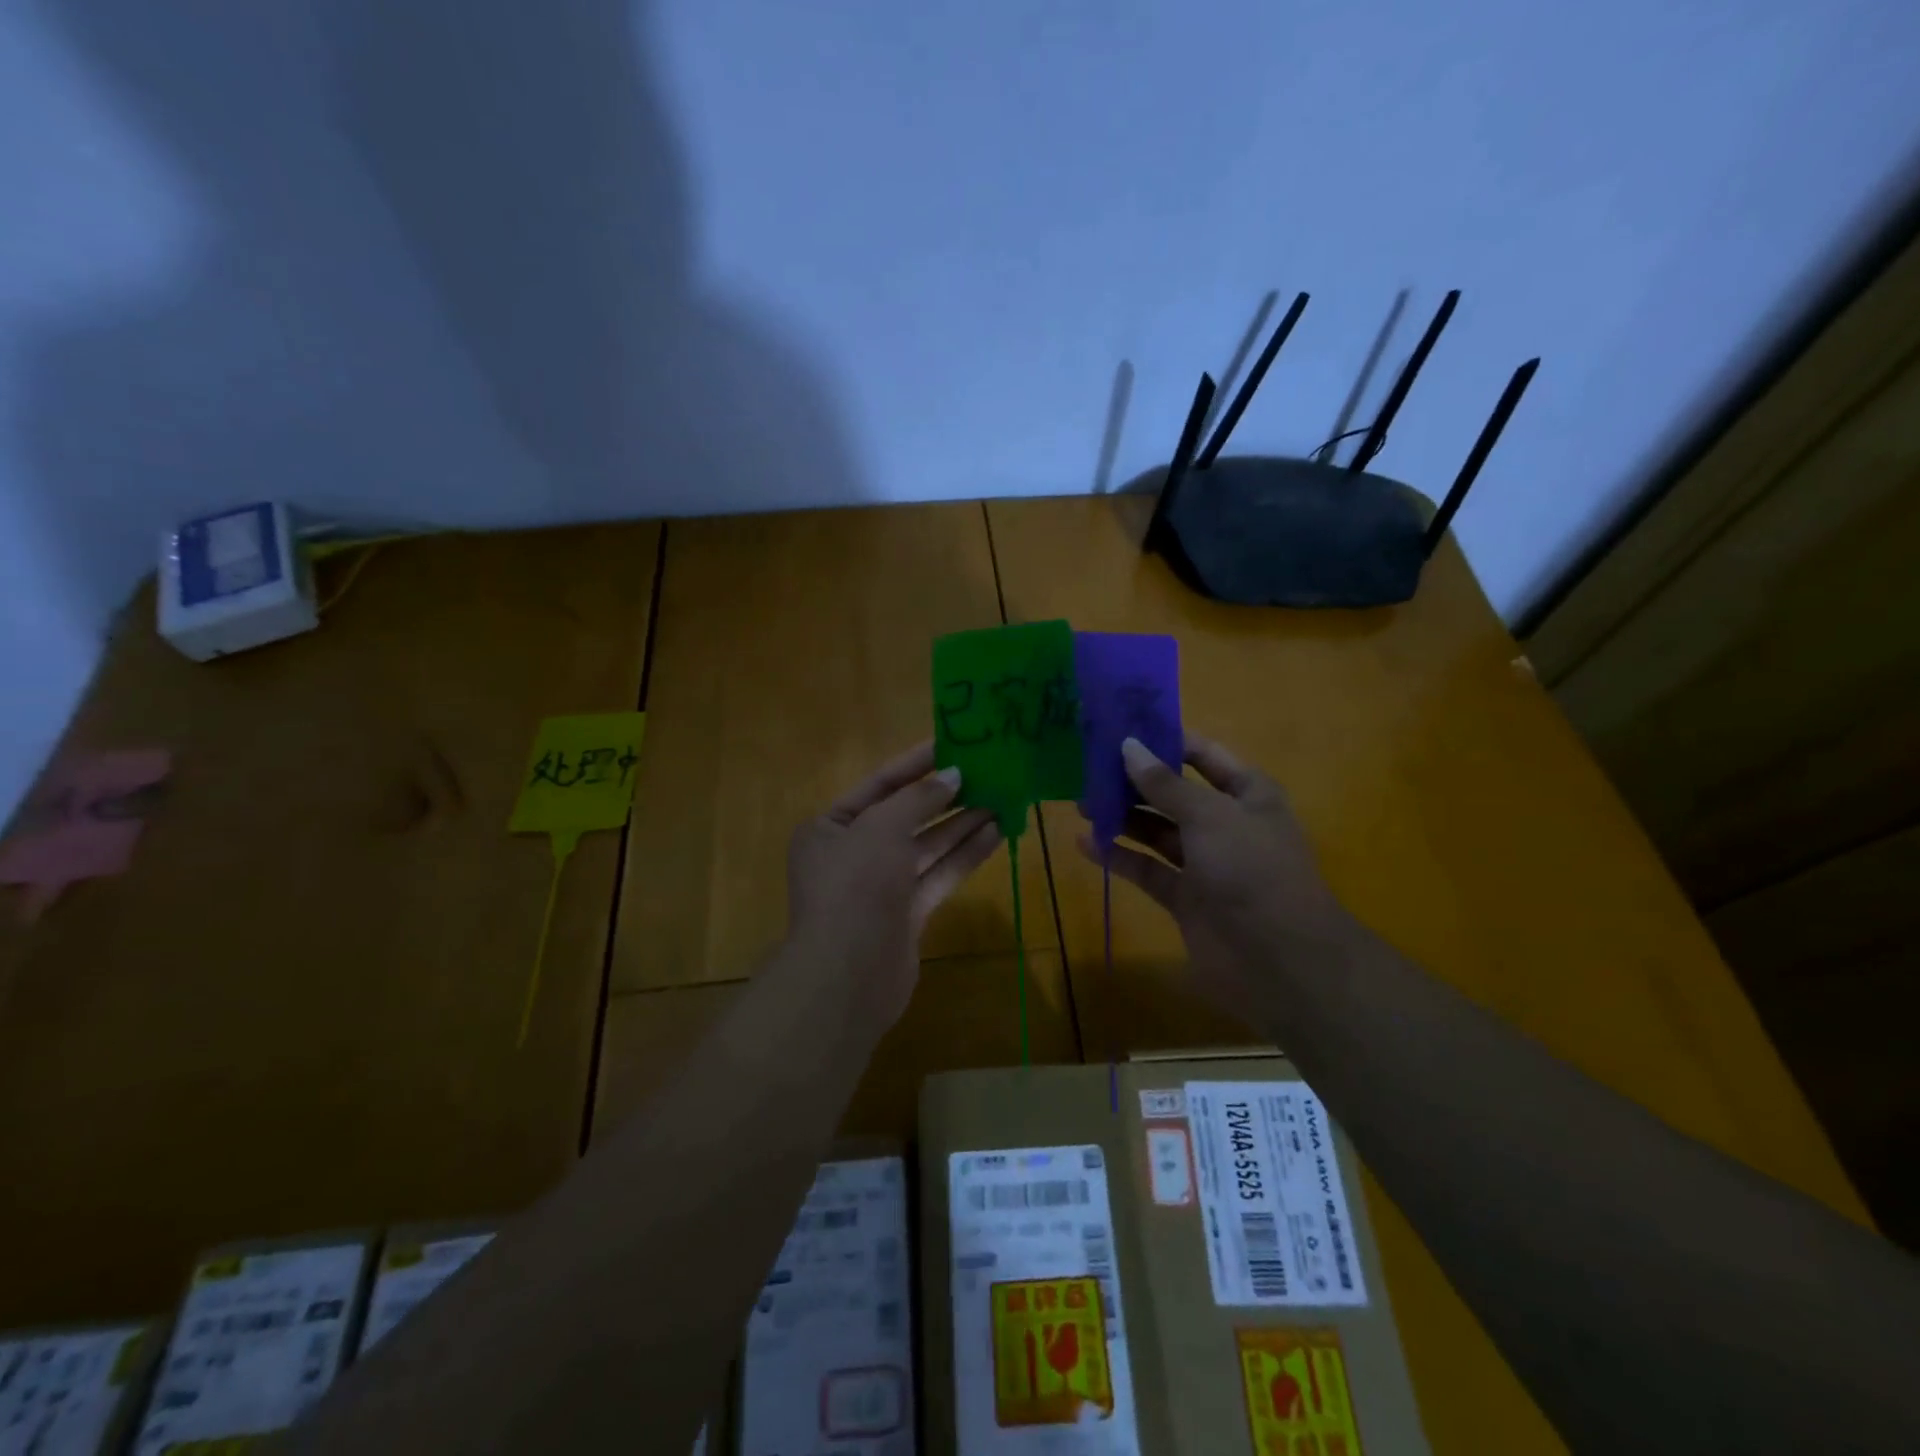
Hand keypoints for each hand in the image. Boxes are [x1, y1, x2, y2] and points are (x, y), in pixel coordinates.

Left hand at [787, 741, 1001, 1024]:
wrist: (849, 975)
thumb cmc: (855, 885)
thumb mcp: (881, 828)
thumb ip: (918, 798)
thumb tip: (952, 775)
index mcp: (830, 828)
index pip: (878, 785)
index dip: (915, 764)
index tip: (951, 744)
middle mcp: (853, 854)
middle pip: (905, 816)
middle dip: (944, 796)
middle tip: (986, 772)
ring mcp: (880, 887)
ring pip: (926, 846)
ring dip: (961, 823)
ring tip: (1001, 798)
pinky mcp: (906, 914)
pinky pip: (938, 875)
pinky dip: (964, 855)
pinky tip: (995, 832)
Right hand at [1077, 735, 1351, 1020]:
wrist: (1281, 960)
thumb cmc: (1251, 869)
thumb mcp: (1209, 816)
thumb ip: (1164, 784)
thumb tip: (1128, 745)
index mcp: (1247, 794)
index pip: (1202, 755)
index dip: (1165, 741)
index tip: (1120, 729)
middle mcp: (1226, 823)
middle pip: (1173, 793)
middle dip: (1134, 781)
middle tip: (1088, 769)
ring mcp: (1205, 863)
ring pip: (1157, 831)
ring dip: (1123, 817)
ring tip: (1081, 803)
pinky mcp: (1185, 898)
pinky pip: (1148, 869)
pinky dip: (1119, 856)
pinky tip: (1085, 844)